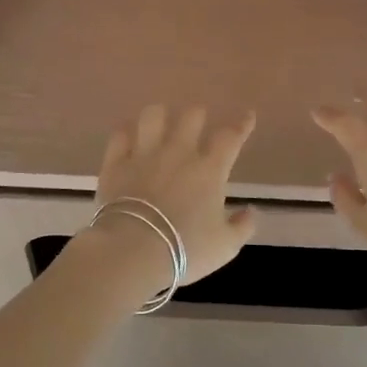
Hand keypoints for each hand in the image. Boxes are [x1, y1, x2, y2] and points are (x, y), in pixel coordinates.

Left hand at [95, 105, 258, 283]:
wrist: (133, 251)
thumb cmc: (185, 249)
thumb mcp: (225, 246)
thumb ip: (242, 226)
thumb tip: (251, 211)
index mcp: (209, 170)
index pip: (230, 137)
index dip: (241, 124)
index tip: (247, 115)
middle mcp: (178, 153)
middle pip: (191, 116)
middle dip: (198, 115)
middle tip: (198, 122)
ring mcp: (144, 154)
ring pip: (153, 116)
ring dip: (160, 115)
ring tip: (161, 122)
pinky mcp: (115, 163)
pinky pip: (120, 135)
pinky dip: (126, 132)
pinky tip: (129, 135)